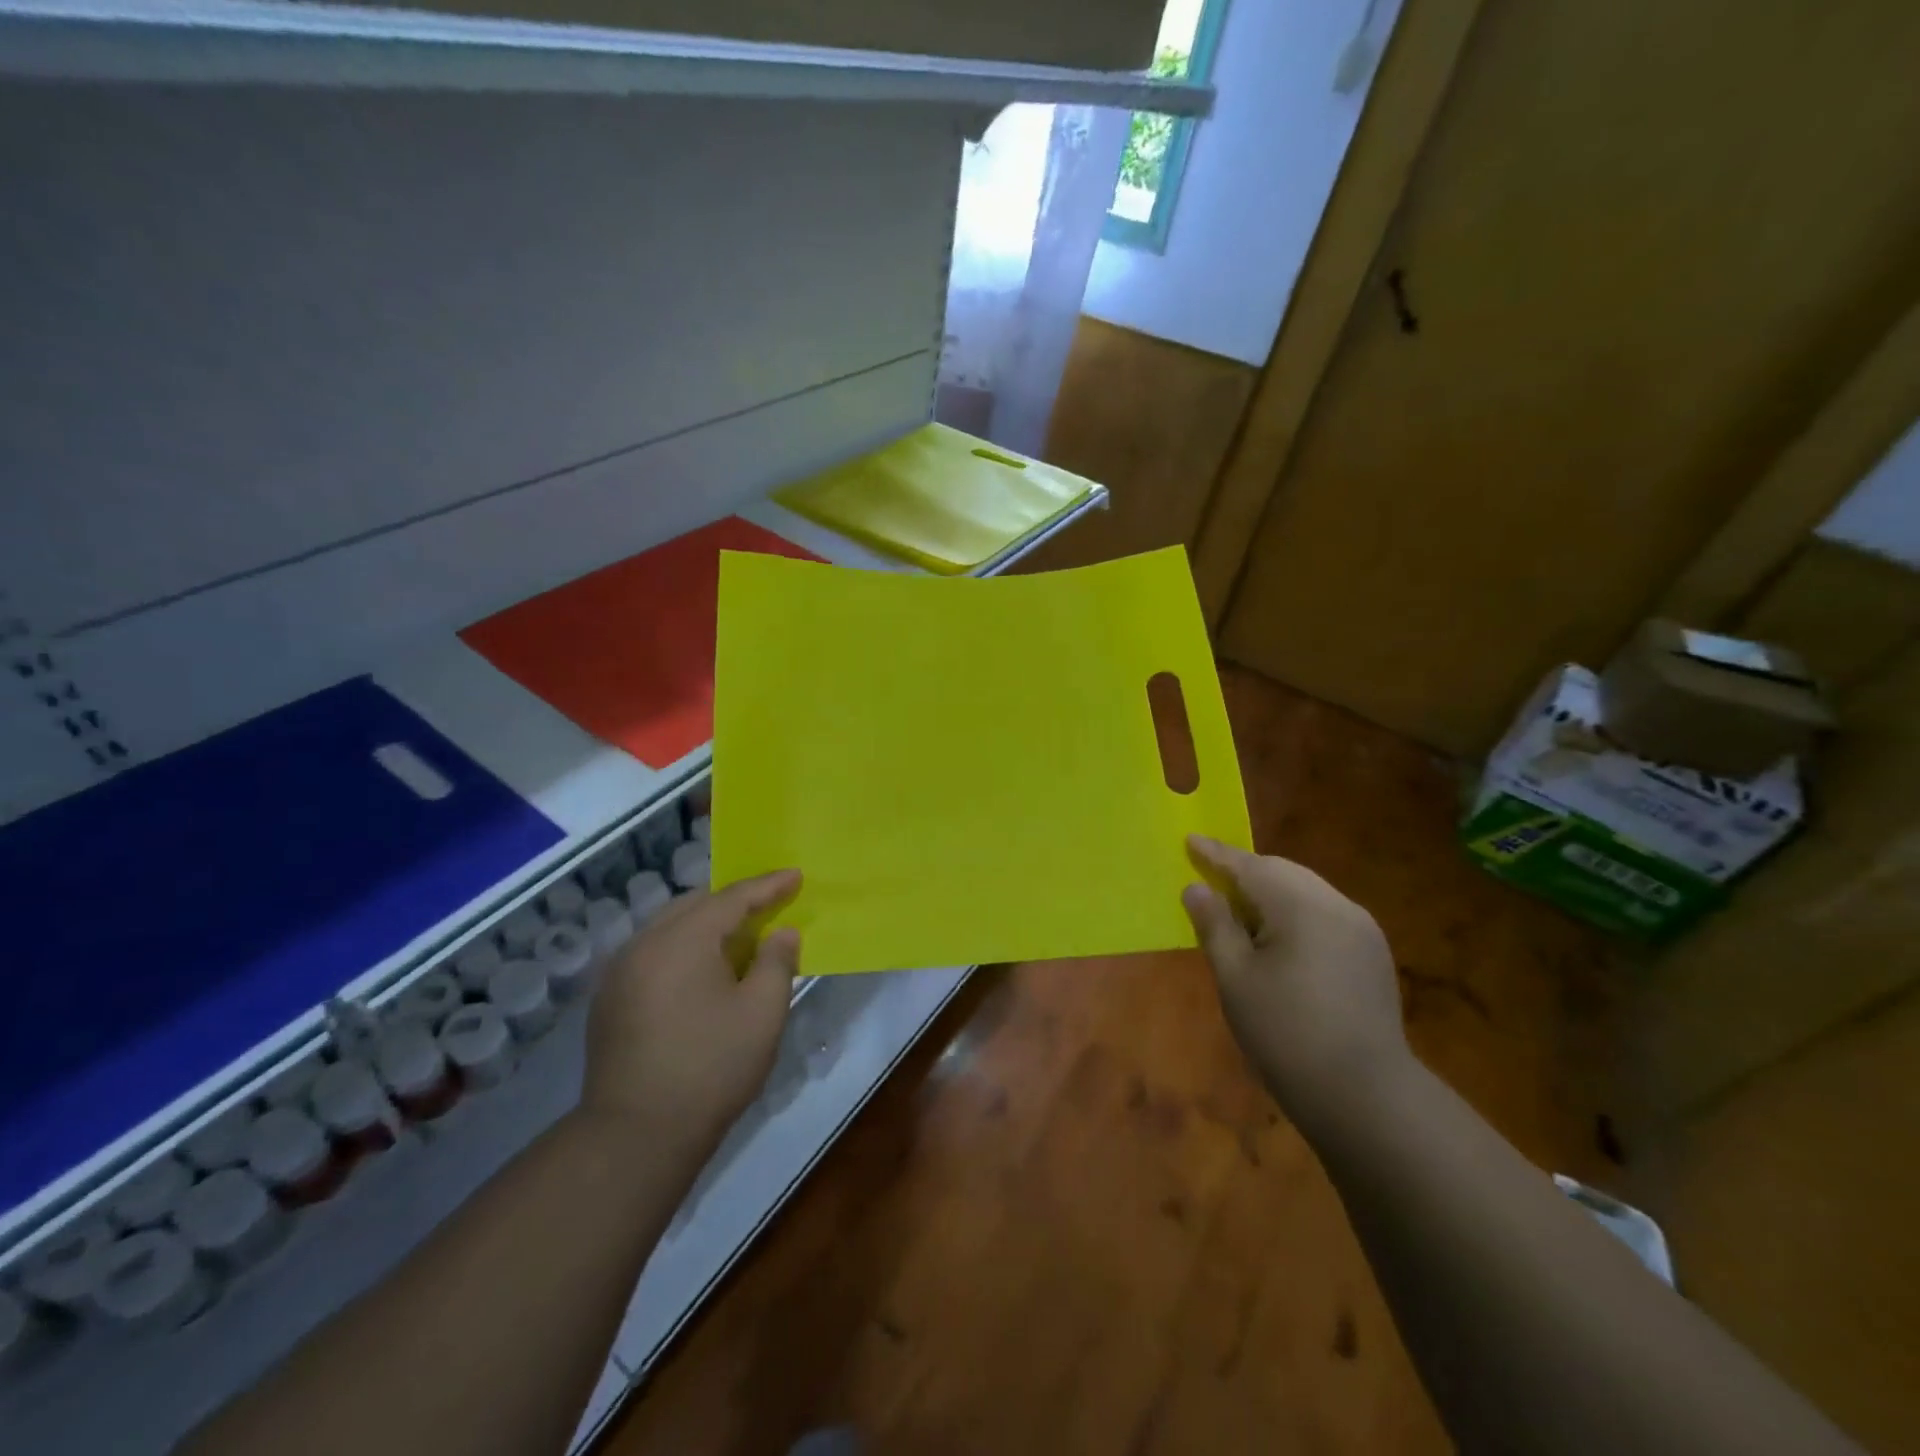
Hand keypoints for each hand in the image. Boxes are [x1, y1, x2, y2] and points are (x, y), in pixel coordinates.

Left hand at [581, 870, 801, 1166]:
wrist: (635, 1136)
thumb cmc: (711, 1067)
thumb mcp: (762, 1012)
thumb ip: (777, 961)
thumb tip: (781, 933)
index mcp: (681, 939)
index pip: (732, 897)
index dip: (768, 886)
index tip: (796, 876)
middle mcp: (643, 943)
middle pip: (696, 904)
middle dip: (735, 901)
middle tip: (770, 905)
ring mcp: (619, 972)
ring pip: (670, 927)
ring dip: (707, 925)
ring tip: (740, 938)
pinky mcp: (609, 1000)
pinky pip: (654, 952)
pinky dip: (684, 948)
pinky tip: (703, 972)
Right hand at [1182, 836, 1410, 1130]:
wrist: (1366, 1096)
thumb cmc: (1286, 1033)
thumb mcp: (1236, 978)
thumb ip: (1215, 926)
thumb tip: (1197, 888)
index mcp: (1300, 906)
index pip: (1249, 866)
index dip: (1216, 855)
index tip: (1190, 840)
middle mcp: (1336, 905)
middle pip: (1282, 872)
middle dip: (1244, 871)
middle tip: (1209, 876)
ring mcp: (1360, 929)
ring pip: (1306, 891)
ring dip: (1270, 892)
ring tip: (1238, 908)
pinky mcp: (1371, 954)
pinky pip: (1324, 913)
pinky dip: (1293, 912)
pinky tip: (1277, 937)